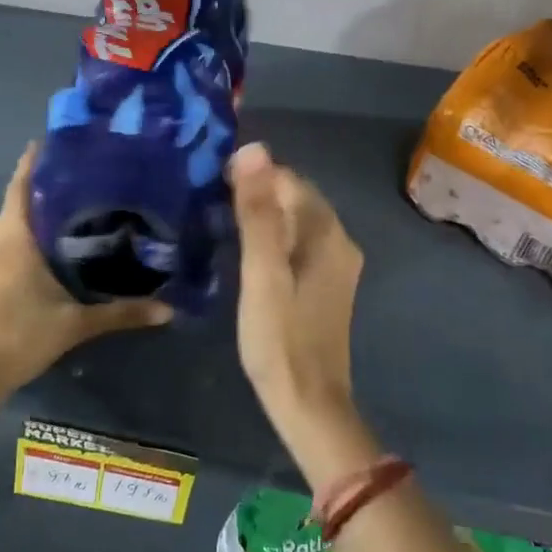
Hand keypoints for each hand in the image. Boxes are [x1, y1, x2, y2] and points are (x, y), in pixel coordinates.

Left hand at [0, 145, 171, 403]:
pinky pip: (7, 251)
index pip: (22, 185)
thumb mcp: (74, 324)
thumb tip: (167, 310)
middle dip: (47, 189)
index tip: (57, 141)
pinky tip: (52, 255)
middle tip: (85, 178)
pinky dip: (28, 243)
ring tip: (76, 211)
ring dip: (38, 218)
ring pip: (13, 229)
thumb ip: (120, 313)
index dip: (35, 161)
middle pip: (19, 204)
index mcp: (13, 237)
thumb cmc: (17, 334)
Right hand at [230, 142, 364, 438]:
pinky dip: (275, 238)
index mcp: (326, 232)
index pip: (287, 179)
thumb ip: (258, 212)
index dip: (251, 176)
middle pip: (295, 197)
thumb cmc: (279, 338)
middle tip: (212, 204)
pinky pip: (300, 243)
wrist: (308, 403)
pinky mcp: (328, 284)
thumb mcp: (261, 272)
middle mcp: (340, 240)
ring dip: (264, 215)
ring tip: (223, 224)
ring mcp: (337, 264)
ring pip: (297, 220)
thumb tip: (254, 148)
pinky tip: (249, 254)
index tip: (212, 186)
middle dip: (258, 192)